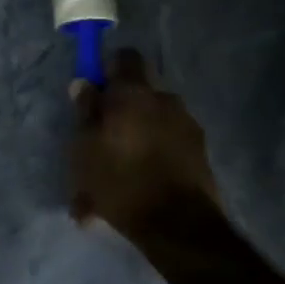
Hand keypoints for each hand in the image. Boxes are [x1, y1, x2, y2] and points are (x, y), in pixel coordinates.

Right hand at [70, 48, 218, 234]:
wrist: (179, 226)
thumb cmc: (121, 180)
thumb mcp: (85, 147)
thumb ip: (85, 111)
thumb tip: (83, 82)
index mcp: (134, 92)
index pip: (125, 57)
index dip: (110, 69)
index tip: (97, 91)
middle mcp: (165, 99)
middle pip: (140, 93)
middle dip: (123, 110)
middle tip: (103, 138)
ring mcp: (187, 125)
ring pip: (154, 122)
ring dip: (138, 138)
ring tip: (119, 174)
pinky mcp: (200, 153)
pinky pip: (168, 146)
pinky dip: (154, 158)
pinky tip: (137, 188)